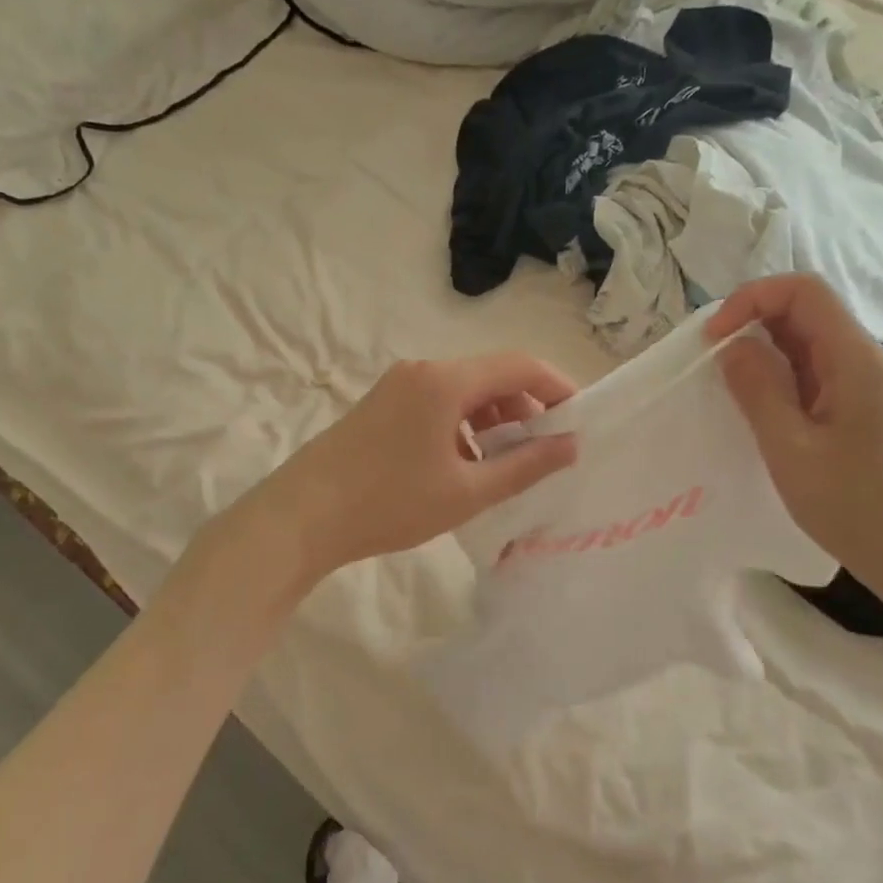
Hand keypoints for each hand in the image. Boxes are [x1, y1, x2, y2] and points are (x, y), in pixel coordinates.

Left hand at [244, 353, 579, 585]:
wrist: (302, 517)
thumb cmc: (390, 503)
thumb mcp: (468, 491)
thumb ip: (526, 465)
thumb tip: (571, 445)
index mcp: (446, 381)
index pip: (519, 365)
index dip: (557, 386)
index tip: (580, 418)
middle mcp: (422, 371)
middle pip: (491, 375)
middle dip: (525, 407)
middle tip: (545, 449)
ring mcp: (398, 385)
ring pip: (464, 391)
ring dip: (494, 419)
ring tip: (507, 463)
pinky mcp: (382, 403)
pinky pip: (438, 402)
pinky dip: (463, 425)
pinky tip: (465, 464)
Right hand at [707, 274, 882, 595]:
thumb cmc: (853, 504)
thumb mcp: (790, 447)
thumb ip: (758, 388)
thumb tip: (732, 345)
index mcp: (853, 358)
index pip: (803, 291)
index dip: (752, 298)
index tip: (714, 337)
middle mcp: (861, 360)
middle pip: (804, 310)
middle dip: (751, 320)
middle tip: (711, 359)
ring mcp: (861, 384)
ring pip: (805, 340)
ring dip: (761, 349)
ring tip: (725, 381)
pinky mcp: (856, 407)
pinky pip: (810, 371)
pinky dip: (776, 374)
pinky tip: (754, 403)